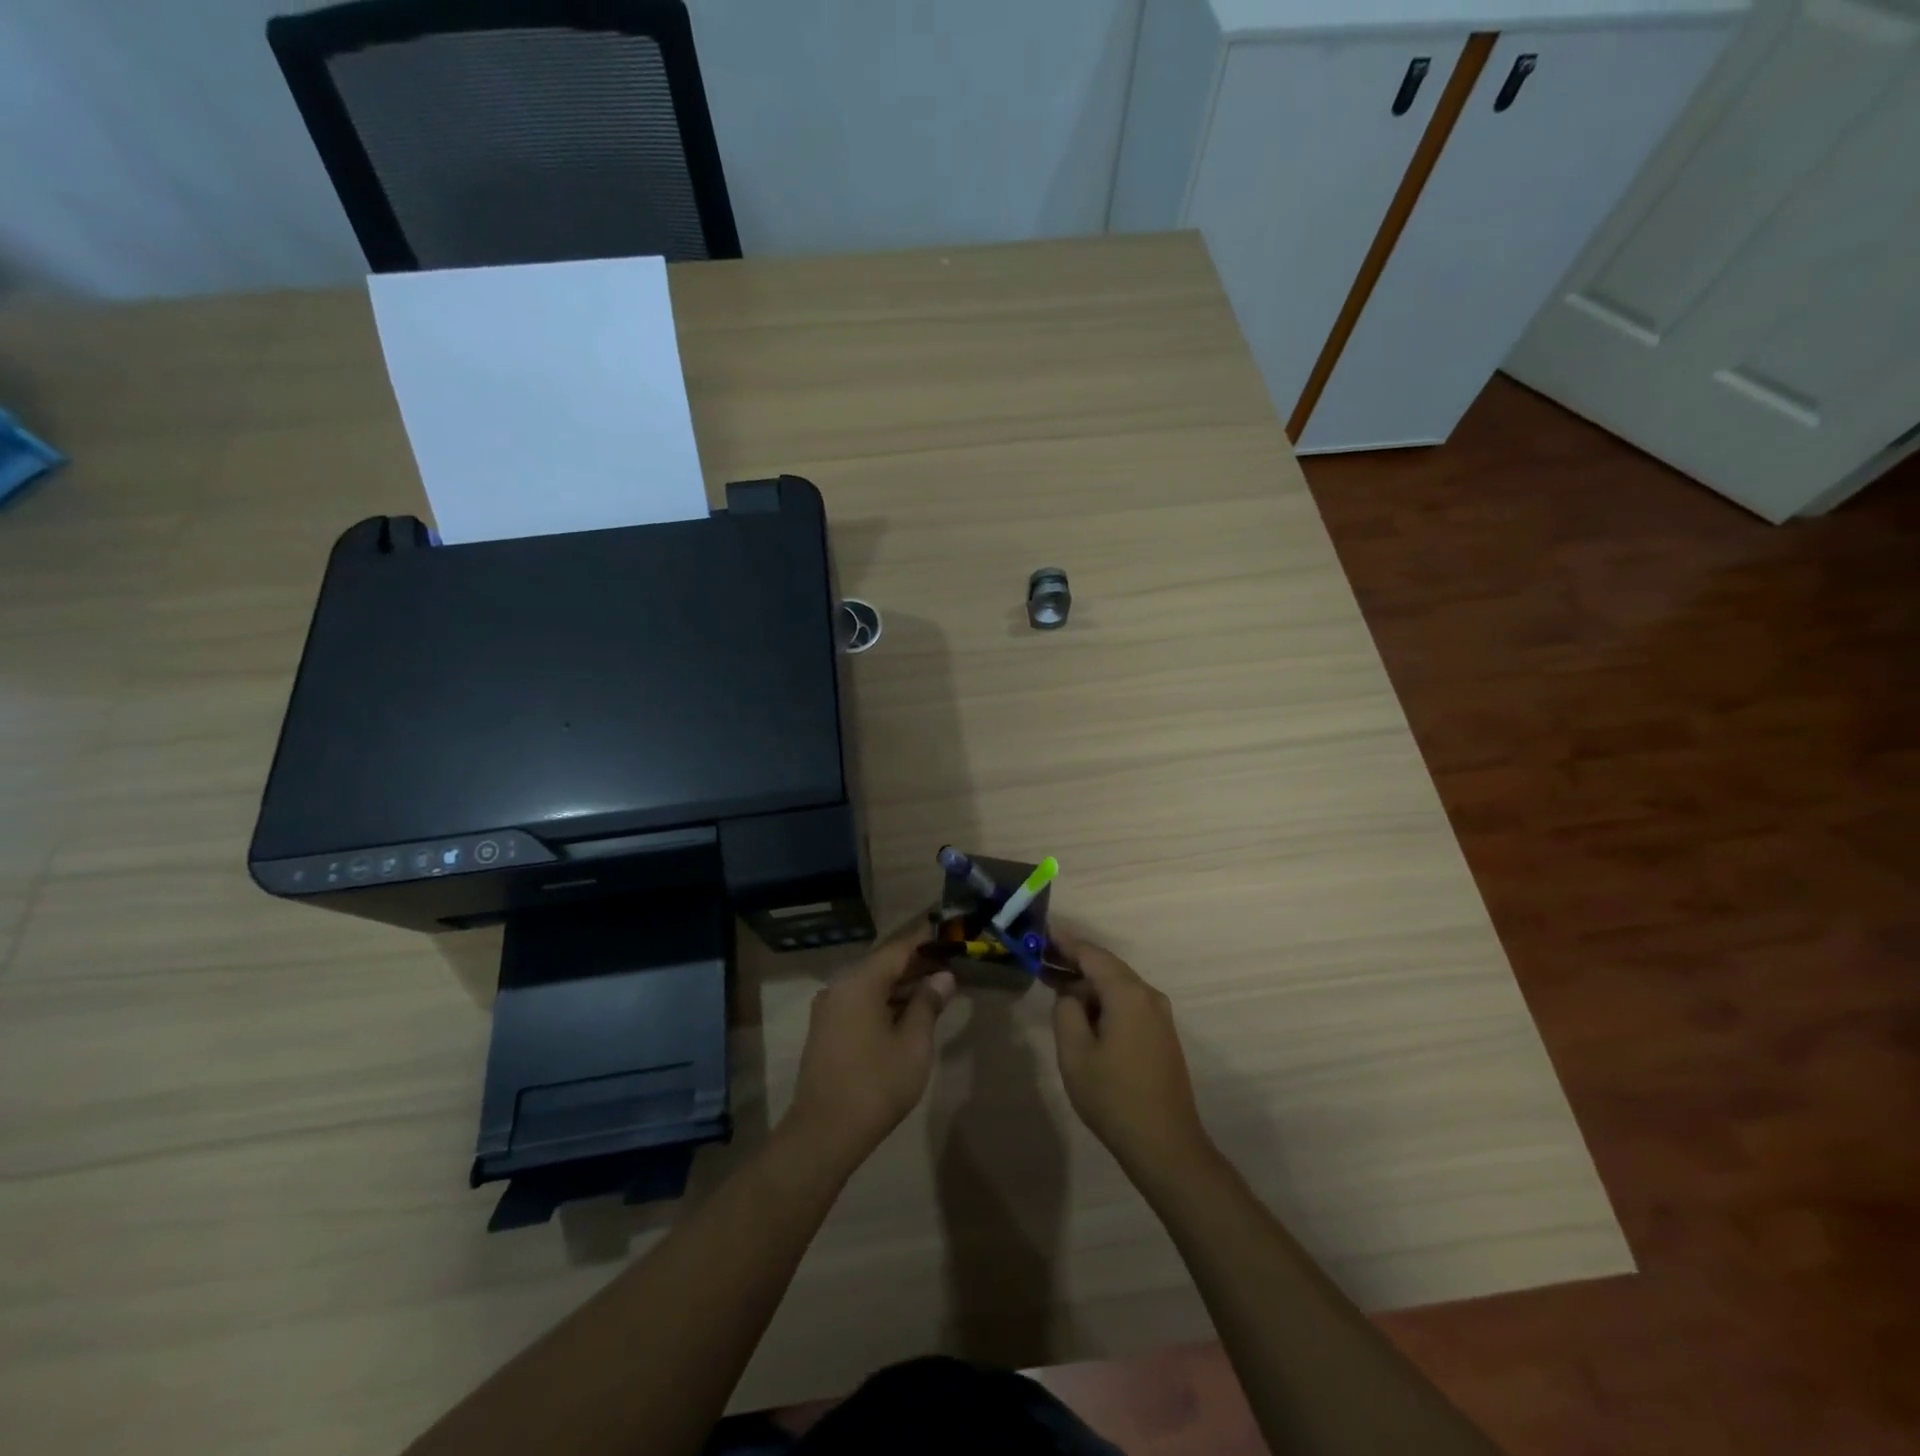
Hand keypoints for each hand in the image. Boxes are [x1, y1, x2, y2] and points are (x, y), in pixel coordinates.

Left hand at [783, 932, 956, 1171]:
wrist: (824, 1133)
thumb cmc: (876, 1084)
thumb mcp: (914, 1044)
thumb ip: (928, 1003)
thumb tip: (943, 977)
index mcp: (860, 983)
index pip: (898, 949)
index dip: (925, 940)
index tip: (948, 931)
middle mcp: (840, 987)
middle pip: (883, 965)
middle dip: (916, 964)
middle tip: (949, 962)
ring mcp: (829, 1009)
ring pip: (871, 985)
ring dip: (901, 985)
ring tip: (935, 986)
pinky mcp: (827, 1029)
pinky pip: (860, 1002)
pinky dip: (885, 1001)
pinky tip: (908, 1011)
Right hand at [1050, 932, 1215, 1178]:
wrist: (1166, 1145)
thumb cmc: (1114, 1097)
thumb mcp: (1075, 1053)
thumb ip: (1066, 1011)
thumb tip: (1070, 995)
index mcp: (1128, 993)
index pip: (1092, 955)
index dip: (1065, 943)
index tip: (1041, 935)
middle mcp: (1149, 995)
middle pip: (1107, 967)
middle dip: (1075, 963)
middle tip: (1042, 962)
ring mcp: (1159, 1016)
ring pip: (1118, 986)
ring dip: (1088, 985)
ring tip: (1056, 988)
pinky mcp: (1161, 1035)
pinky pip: (1128, 1004)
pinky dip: (1104, 1001)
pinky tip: (1085, 1014)